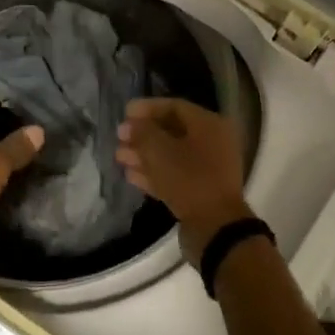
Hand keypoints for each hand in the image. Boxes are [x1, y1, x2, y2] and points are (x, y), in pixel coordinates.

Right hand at [115, 98, 251, 258]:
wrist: (215, 228)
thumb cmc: (189, 179)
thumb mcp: (160, 150)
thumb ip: (143, 132)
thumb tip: (131, 124)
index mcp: (209, 125)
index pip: (174, 106)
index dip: (147, 108)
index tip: (124, 113)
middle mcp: (212, 143)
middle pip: (172, 131)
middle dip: (143, 134)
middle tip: (119, 137)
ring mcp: (207, 169)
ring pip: (170, 155)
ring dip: (144, 154)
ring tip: (119, 157)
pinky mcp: (199, 191)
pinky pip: (173, 175)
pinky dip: (153, 173)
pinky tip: (130, 175)